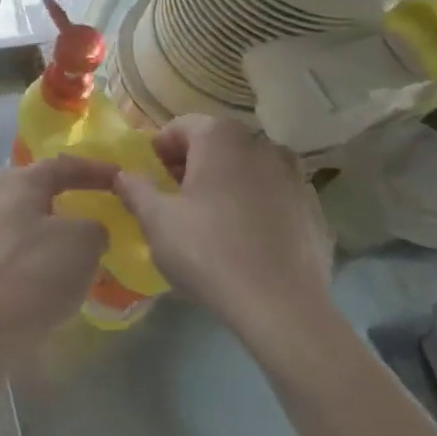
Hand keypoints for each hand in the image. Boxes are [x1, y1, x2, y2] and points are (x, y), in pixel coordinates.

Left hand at [0, 156, 115, 371]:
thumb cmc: (31, 273)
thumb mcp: (82, 243)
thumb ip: (94, 228)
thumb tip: (90, 230)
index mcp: (19, 182)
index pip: (62, 165)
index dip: (94, 170)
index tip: (121, 178)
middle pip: (38, 190)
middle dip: (69, 198)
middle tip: (97, 210)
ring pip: (27, 221)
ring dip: (54, 231)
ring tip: (83, 248)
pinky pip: (17, 250)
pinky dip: (39, 256)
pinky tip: (56, 274)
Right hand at [112, 115, 332, 344]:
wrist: (283, 308)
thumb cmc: (209, 252)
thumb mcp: (156, 220)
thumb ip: (135, 189)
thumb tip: (123, 175)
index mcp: (220, 137)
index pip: (179, 127)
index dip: (159, 152)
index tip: (152, 183)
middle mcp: (261, 144)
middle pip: (215, 145)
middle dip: (192, 166)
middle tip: (176, 203)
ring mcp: (294, 175)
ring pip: (246, 169)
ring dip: (226, 184)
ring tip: (212, 223)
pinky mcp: (314, 208)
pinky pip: (273, 196)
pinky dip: (256, 206)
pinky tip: (246, 241)